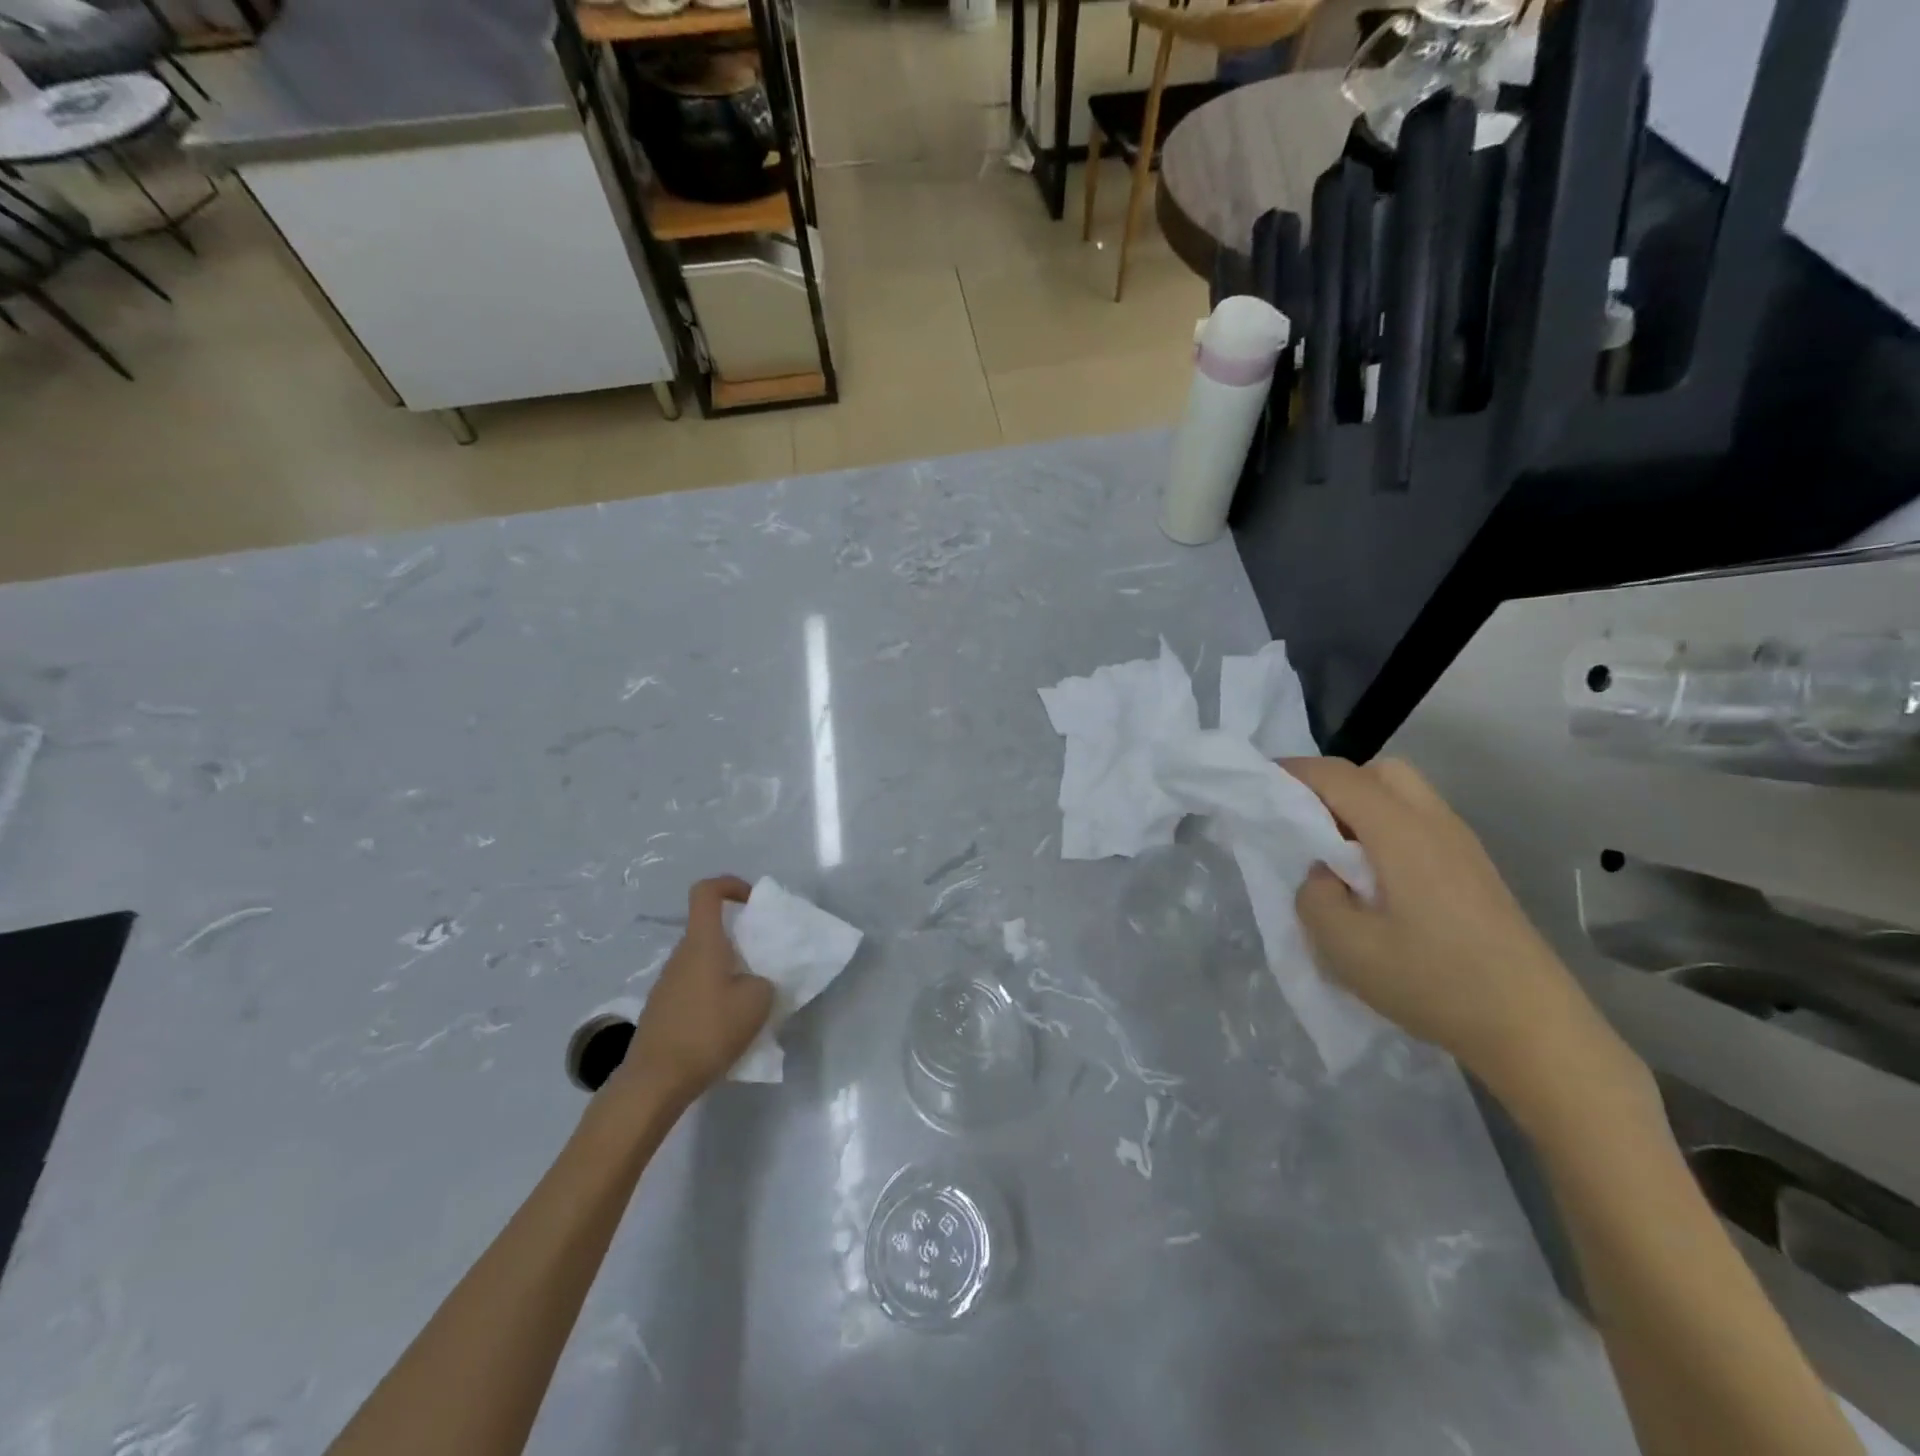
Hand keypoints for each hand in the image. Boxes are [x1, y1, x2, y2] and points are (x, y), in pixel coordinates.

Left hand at [611, 876, 773, 1110]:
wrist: (655, 1081)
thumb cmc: (708, 1031)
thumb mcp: (757, 1002)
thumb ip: (765, 981)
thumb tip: (756, 981)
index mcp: (703, 943)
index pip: (707, 892)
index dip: (730, 885)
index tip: (753, 902)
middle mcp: (681, 955)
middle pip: (709, 930)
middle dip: (739, 938)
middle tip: (764, 961)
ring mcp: (667, 983)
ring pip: (703, 961)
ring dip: (728, 970)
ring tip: (751, 999)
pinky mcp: (663, 1009)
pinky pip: (694, 987)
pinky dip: (714, 994)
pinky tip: (727, 1025)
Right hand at [1288, 757, 1634, 1110]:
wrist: (1534, 1029)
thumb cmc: (1433, 981)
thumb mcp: (1345, 946)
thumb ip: (1314, 895)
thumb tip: (1324, 874)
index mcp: (1400, 831)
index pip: (1338, 776)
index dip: (1293, 772)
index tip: (1257, 787)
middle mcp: (1435, 823)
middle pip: (1378, 772)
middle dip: (1333, 783)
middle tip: (1305, 823)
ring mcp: (1462, 846)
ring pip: (1403, 796)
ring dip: (1362, 807)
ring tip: (1336, 854)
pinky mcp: (1475, 870)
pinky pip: (1420, 823)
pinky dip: (1386, 829)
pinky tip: (1376, 880)